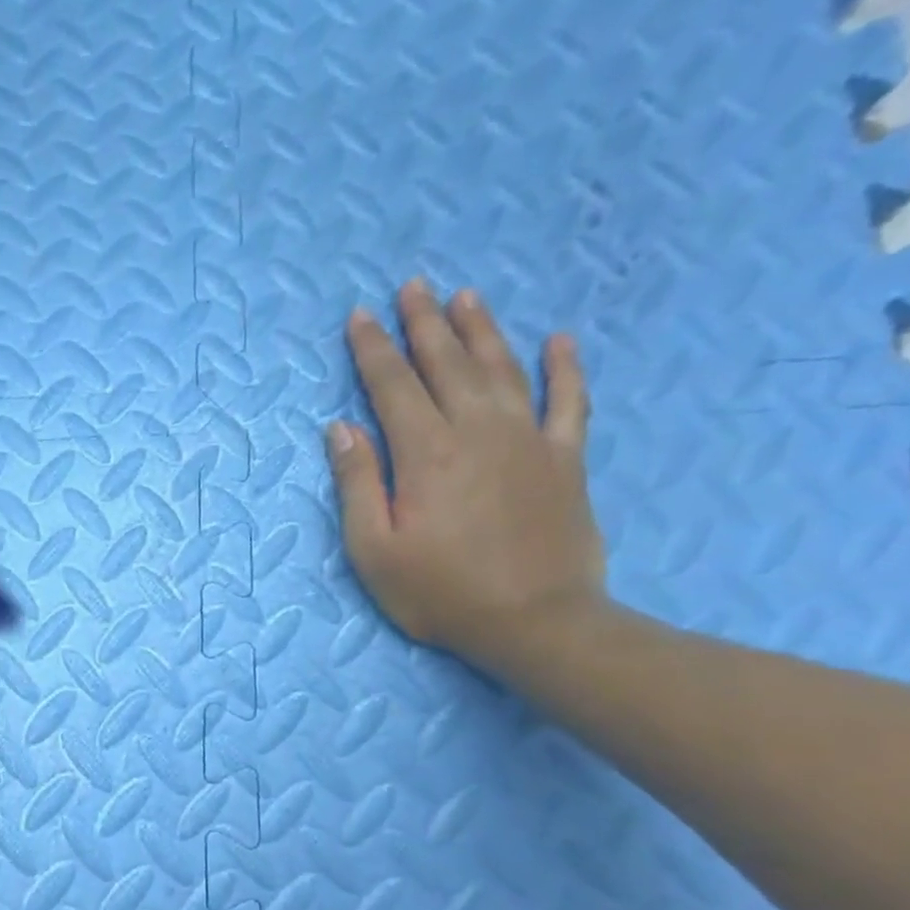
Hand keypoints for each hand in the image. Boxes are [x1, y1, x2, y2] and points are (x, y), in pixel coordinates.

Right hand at [327, 279, 607, 671]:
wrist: (536, 622)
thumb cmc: (439, 592)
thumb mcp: (373, 549)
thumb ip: (357, 484)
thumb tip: (340, 428)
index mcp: (426, 453)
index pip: (393, 386)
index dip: (373, 350)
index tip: (358, 317)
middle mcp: (478, 432)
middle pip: (447, 365)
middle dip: (424, 324)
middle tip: (411, 287)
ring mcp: (528, 441)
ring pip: (503, 369)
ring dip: (481, 331)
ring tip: (465, 297)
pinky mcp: (565, 460)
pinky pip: (568, 401)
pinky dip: (564, 368)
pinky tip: (558, 340)